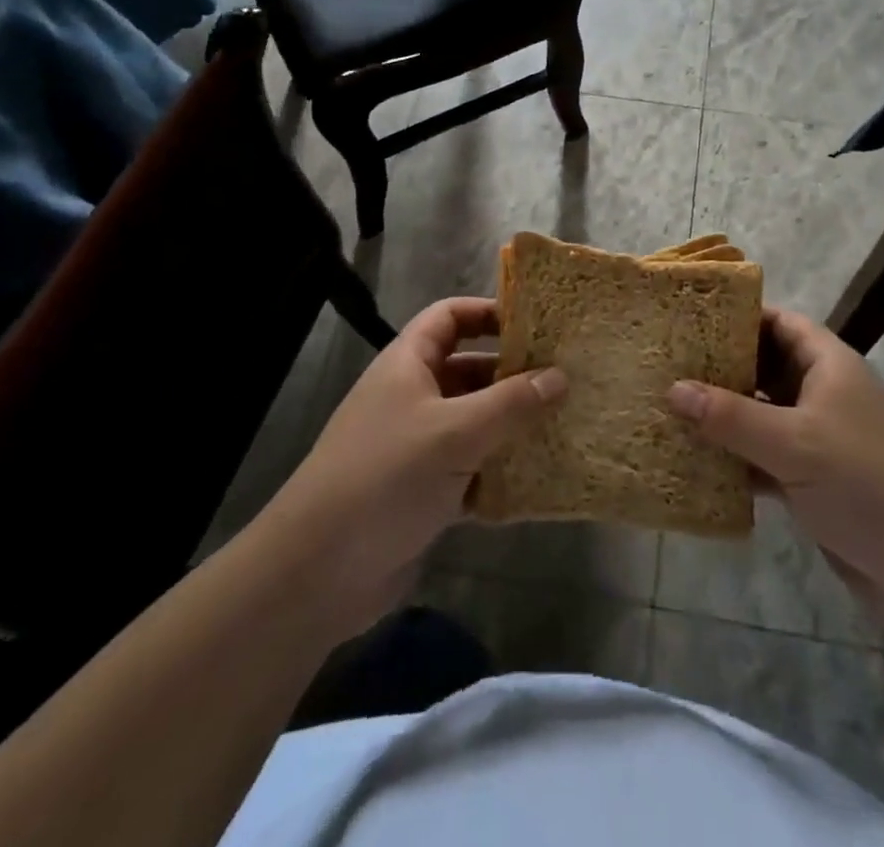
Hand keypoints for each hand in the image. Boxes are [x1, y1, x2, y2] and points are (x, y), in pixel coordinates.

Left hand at [259, 297, 565, 641]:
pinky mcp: (423, 492)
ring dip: (511, 425)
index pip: (449, 316)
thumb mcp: (455, 433)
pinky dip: (499, 472)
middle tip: (566, 379)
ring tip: (564, 426)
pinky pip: (470, 469)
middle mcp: (412, 397)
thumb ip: (511, 403)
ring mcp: (416, 446)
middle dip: (512, 374)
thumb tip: (560, 376)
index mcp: (408, 364)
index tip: (536, 324)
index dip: (488, 312)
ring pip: (473, 422)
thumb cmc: (386, 477)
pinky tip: (538, 481)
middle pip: (468, 369)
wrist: (318, 572)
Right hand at [666, 308, 883, 629]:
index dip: (738, 316)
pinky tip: (695, 464)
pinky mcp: (812, 482)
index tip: (690, 319)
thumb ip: (731, 416)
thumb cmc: (866, 480)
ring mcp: (818, 440)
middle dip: (720, 369)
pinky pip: (764, 459)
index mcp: (828, 365)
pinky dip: (735, 461)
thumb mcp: (793, 442)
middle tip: (667, 366)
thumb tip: (672, 388)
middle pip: (764, 368)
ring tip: (668, 410)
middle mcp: (822, 394)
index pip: (779, 323)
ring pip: (760, 416)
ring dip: (722, 418)